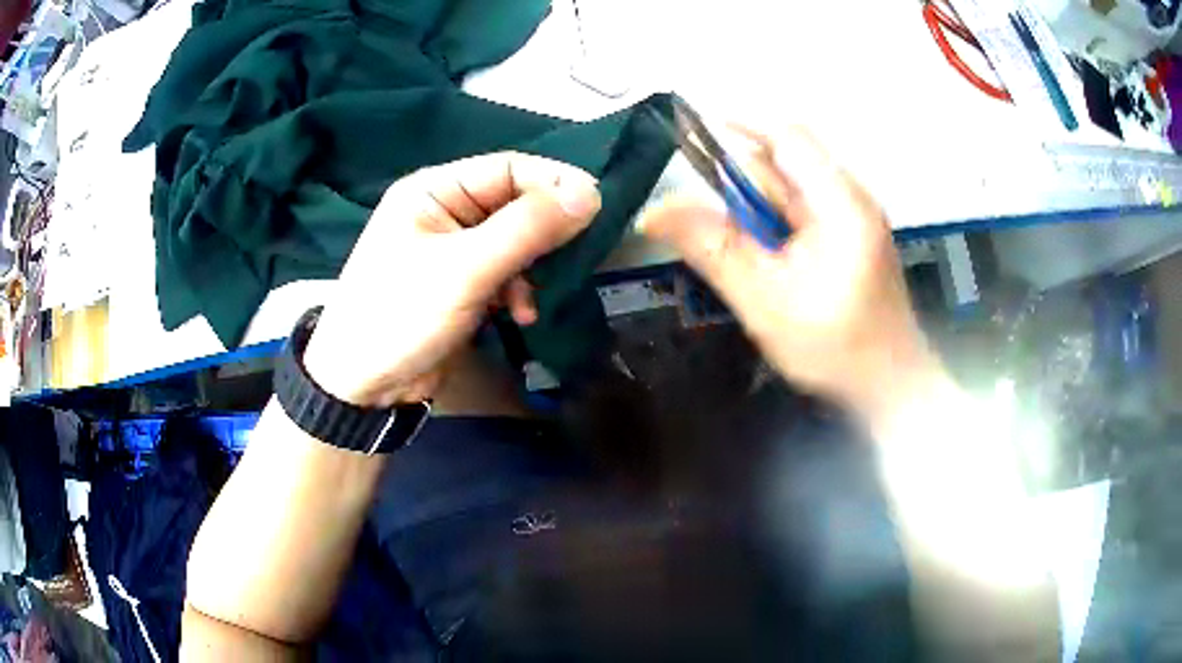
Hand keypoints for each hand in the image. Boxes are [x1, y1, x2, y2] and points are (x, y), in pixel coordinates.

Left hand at [303, 152, 601, 406]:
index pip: (508, 168)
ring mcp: (453, 249)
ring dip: (532, 269)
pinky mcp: (461, 284)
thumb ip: (527, 228)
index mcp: (435, 189)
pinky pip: (505, 273)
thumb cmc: (402, 315)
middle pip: (514, 204)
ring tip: (532, 299)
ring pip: (515, 241)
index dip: (553, 182)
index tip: (596, 206)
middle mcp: (445, 211)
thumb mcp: (466, 268)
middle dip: (544, 232)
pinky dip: (518, 291)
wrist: (365, 387)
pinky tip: (519, 315)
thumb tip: (590, 193)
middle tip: (574, 254)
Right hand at [640, 127, 937, 421]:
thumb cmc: (836, 349)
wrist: (891, 387)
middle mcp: (851, 197)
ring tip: (749, 261)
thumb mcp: (765, 301)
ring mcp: (855, 217)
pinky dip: (775, 228)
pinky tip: (770, 265)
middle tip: (719, 232)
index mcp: (840, 202)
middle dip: (743, 187)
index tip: (693, 136)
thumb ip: (713, 250)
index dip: (739, 126)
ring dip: (757, 213)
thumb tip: (653, 211)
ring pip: (791, 191)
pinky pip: (803, 214)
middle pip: (786, 164)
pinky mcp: (852, 237)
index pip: (787, 136)